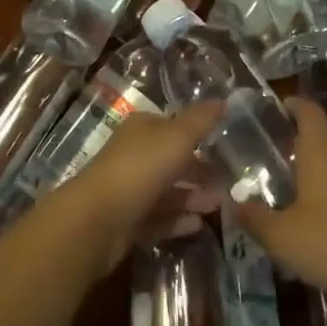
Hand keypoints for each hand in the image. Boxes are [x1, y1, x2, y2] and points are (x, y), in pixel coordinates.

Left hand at [55, 101, 221, 273]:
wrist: (97, 220)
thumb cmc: (140, 167)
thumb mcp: (177, 136)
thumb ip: (201, 120)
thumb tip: (223, 100)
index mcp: (143, 128)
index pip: (174, 126)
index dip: (199, 134)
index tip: (225, 147)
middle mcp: (135, 155)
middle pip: (172, 160)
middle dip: (200, 170)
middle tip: (229, 182)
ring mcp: (130, 189)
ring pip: (168, 191)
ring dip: (193, 197)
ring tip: (220, 206)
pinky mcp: (128, 221)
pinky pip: (159, 218)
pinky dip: (178, 220)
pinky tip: (199, 225)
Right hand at [235, 97, 326, 311]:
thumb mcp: (282, 238)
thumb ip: (255, 219)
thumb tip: (233, 203)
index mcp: (321, 152)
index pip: (309, 111)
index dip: (294, 104)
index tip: (278, 108)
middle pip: (321, 139)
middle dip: (297, 146)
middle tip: (272, 163)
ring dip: (315, 173)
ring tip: (292, 195)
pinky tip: (319, 223)